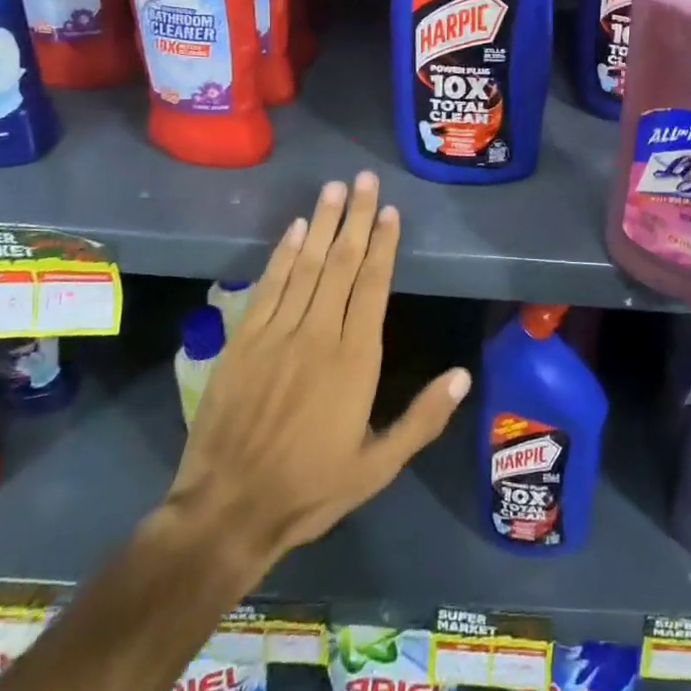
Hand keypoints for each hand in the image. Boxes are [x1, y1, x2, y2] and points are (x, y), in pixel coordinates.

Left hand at [162, 172, 469, 587]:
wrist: (226, 511)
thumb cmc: (310, 489)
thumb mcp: (378, 467)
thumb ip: (422, 419)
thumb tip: (464, 375)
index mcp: (355, 360)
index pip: (373, 286)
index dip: (384, 245)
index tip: (391, 211)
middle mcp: (318, 334)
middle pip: (342, 264)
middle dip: (356, 218)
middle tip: (365, 179)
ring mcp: (277, 334)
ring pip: (306, 266)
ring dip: (323, 223)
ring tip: (335, 188)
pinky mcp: (243, 341)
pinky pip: (268, 287)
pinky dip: (282, 254)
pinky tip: (295, 229)